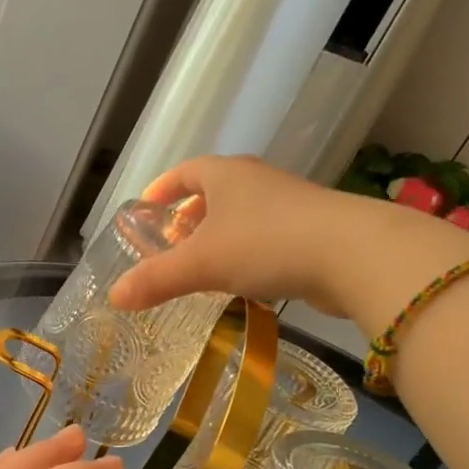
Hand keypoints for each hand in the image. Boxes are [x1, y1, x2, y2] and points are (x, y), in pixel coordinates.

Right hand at [108, 155, 468, 333]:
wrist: (353, 254)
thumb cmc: (265, 244)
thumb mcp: (201, 263)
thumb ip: (156, 279)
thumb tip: (115, 297)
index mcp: (225, 175)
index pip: (185, 172)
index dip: (163, 189)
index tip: (147, 209)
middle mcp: (256, 181)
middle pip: (214, 191)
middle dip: (190, 215)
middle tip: (172, 243)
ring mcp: (289, 203)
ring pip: (242, 214)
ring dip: (220, 235)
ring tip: (203, 265)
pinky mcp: (313, 230)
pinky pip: (267, 235)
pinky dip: (247, 251)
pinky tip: (244, 280)